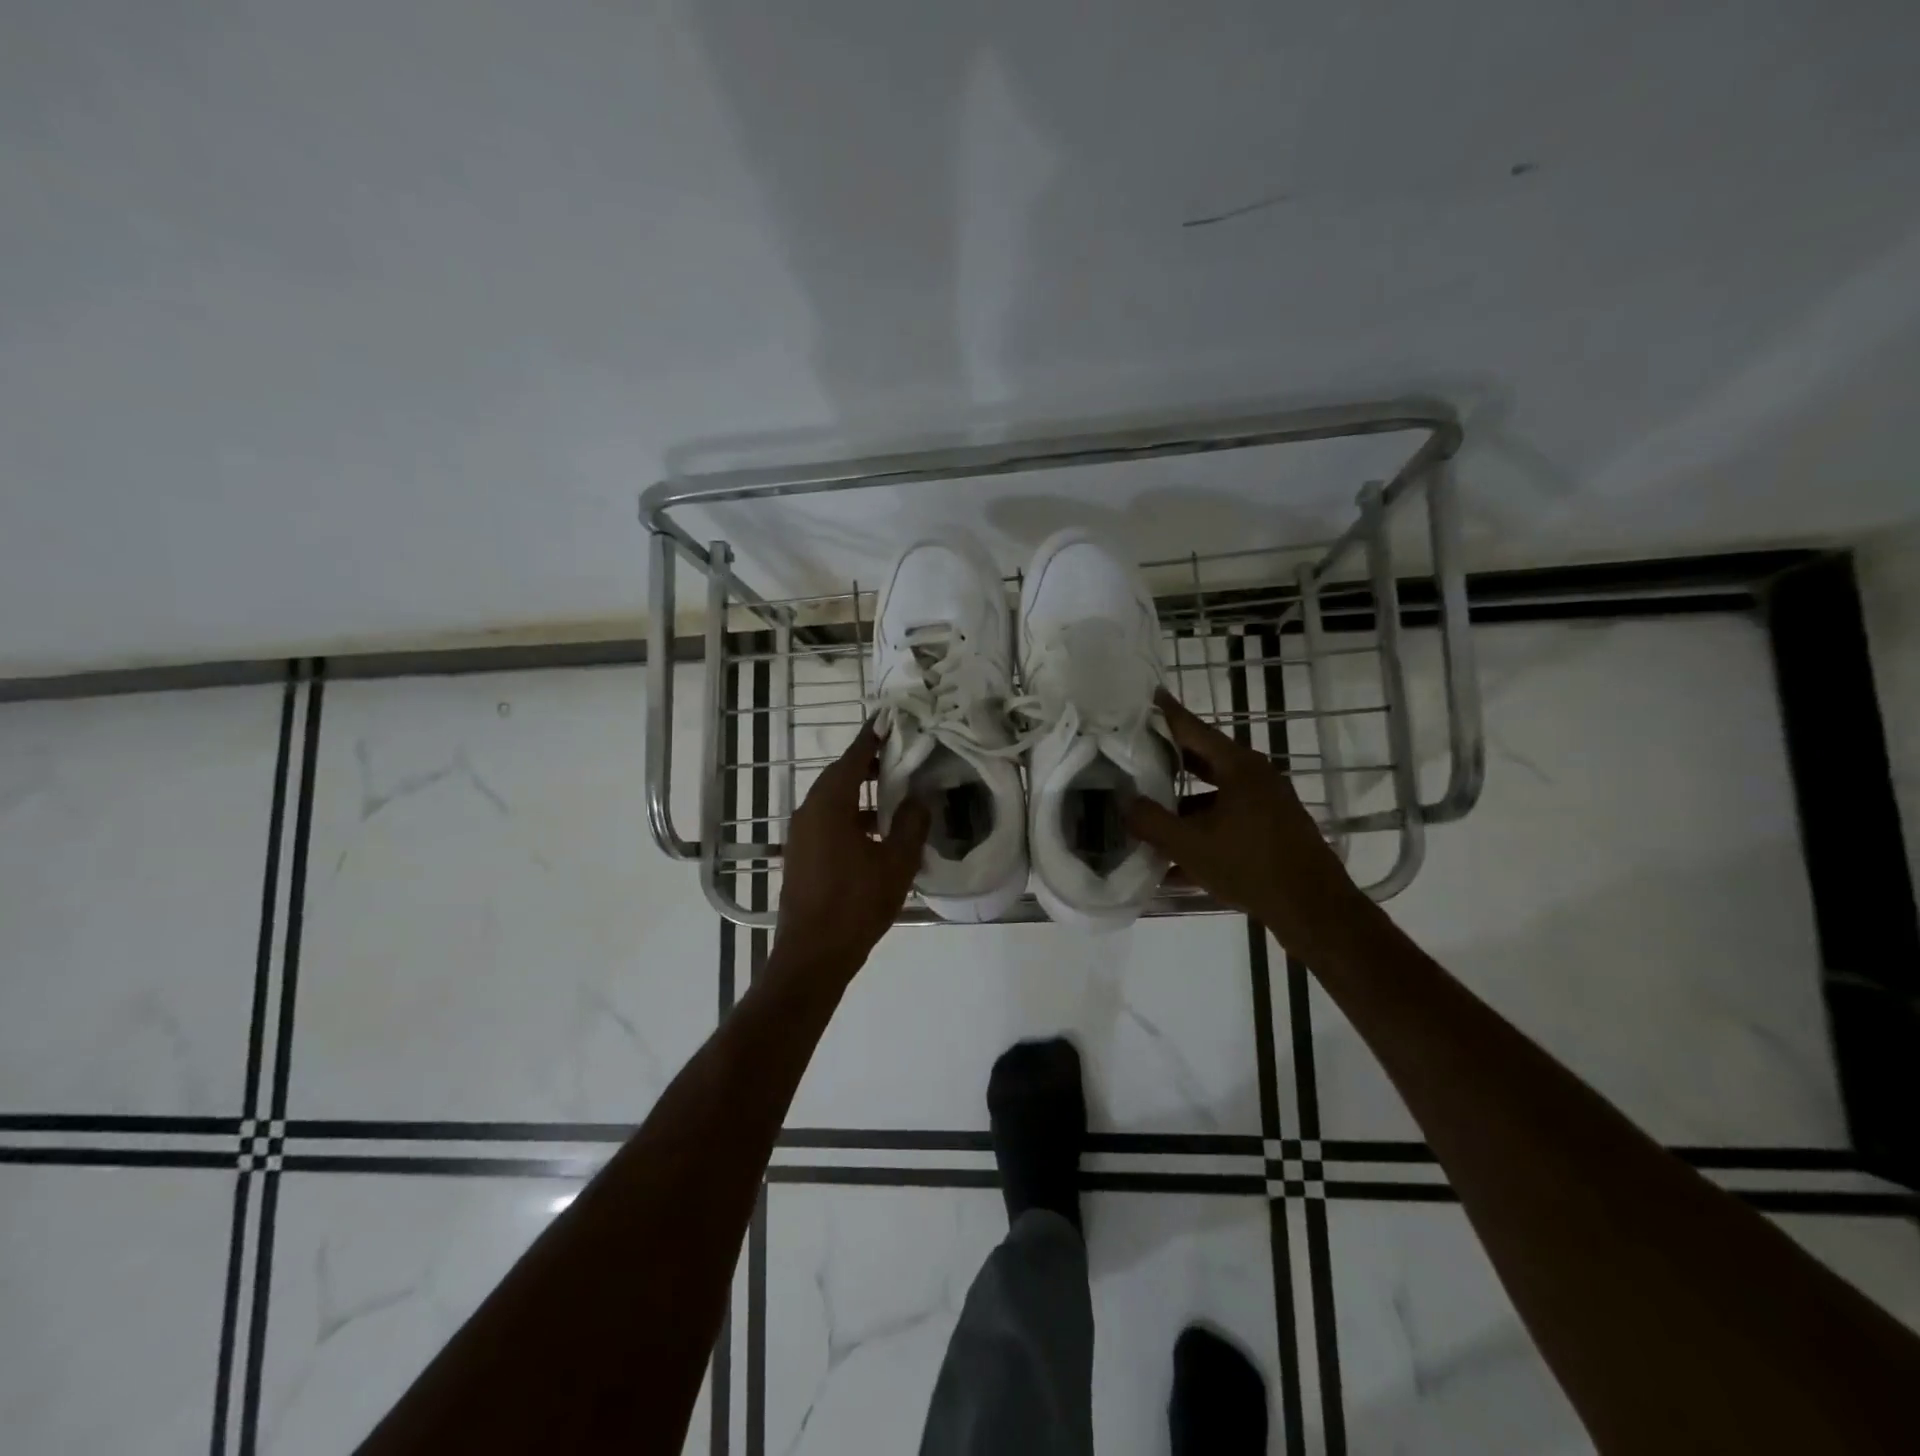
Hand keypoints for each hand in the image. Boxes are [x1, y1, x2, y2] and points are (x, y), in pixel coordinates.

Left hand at [773, 722, 929, 979]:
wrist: (813, 954)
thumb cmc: (856, 904)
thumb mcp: (896, 863)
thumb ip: (911, 825)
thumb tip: (919, 799)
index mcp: (829, 805)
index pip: (852, 759)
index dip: (871, 738)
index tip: (888, 720)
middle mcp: (809, 812)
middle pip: (839, 776)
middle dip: (867, 763)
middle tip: (898, 754)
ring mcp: (801, 834)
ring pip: (832, 799)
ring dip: (860, 791)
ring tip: (893, 791)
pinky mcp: (801, 854)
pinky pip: (827, 820)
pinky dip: (850, 814)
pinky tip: (875, 831)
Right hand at [1124, 690, 1362, 957]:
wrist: (1313, 909)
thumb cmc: (1250, 866)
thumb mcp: (1190, 845)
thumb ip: (1151, 822)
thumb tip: (1124, 803)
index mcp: (1238, 767)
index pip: (1192, 728)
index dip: (1165, 712)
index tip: (1144, 694)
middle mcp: (1254, 776)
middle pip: (1201, 758)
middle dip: (1166, 757)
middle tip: (1131, 749)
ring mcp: (1265, 803)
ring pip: (1212, 792)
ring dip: (1180, 801)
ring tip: (1144, 806)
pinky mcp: (1269, 828)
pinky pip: (1225, 818)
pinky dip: (1199, 828)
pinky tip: (1171, 858)